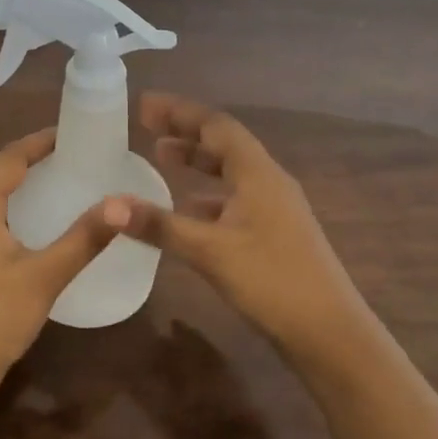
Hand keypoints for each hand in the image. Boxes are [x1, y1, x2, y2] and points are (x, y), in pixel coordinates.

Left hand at [0, 129, 122, 391]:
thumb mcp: (46, 276)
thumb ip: (84, 238)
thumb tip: (123, 203)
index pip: (7, 159)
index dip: (37, 142)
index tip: (70, 134)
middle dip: (25, 157)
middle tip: (66, 153)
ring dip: (13, 179)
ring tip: (51, 178)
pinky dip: (4, 203)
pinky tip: (27, 220)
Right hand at [113, 93, 376, 374]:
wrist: (329, 333)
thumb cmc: (271, 280)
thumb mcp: (209, 251)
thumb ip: (159, 225)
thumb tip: (108, 205)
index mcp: (257, 173)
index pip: (216, 125)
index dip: (179, 111)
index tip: (144, 105)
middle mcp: (269, 182)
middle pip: (224, 144)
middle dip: (186, 131)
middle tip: (148, 126)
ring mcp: (275, 208)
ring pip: (231, 172)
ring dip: (197, 161)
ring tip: (162, 157)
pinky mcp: (275, 234)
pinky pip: (235, 199)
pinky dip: (208, 196)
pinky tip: (188, 211)